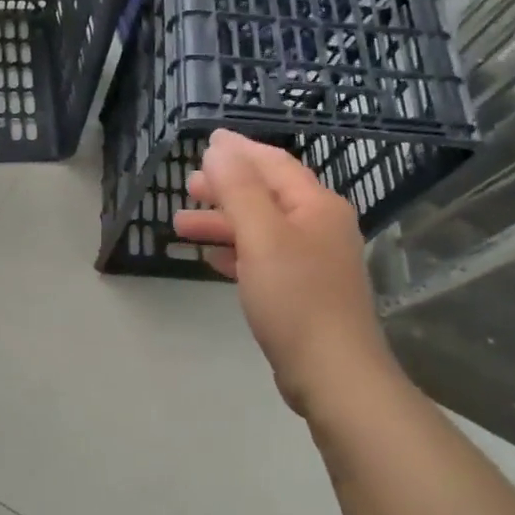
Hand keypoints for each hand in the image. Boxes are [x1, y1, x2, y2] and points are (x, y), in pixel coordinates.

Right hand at [173, 130, 399, 417]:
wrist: (333, 373)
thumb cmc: (296, 298)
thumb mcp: (262, 236)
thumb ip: (238, 189)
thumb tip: (218, 148)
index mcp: (316, 206)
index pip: (273, 164)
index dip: (238, 150)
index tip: (205, 141)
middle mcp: (319, 226)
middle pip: (266, 194)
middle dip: (225, 187)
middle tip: (187, 186)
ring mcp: (313, 261)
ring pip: (260, 228)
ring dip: (222, 222)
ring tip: (181, 225)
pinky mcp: (303, 291)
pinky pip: (263, 257)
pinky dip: (236, 252)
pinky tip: (211, 258)